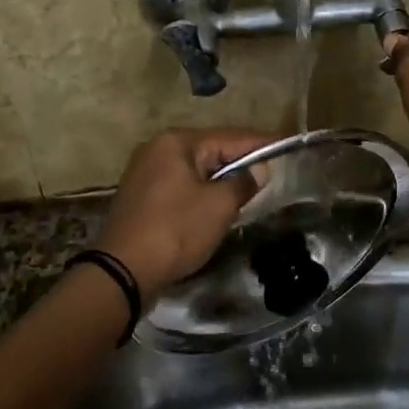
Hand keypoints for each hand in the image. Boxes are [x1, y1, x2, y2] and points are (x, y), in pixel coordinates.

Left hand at [97, 128, 276, 299]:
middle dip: (240, 160)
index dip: (260, 143)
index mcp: (176, 142)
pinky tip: (216, 203)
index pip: (229, 137)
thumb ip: (242, 183)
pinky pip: (180, 185)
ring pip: (195, 169)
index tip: (286, 143)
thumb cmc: (175, 230)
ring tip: (249, 187)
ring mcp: (145, 172)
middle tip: (271, 169)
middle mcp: (157, 149)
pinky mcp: (140, 196)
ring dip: (220, 178)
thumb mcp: (218, 206)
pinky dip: (201, 191)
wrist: (122, 272)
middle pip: (210, 150)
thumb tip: (258, 170)